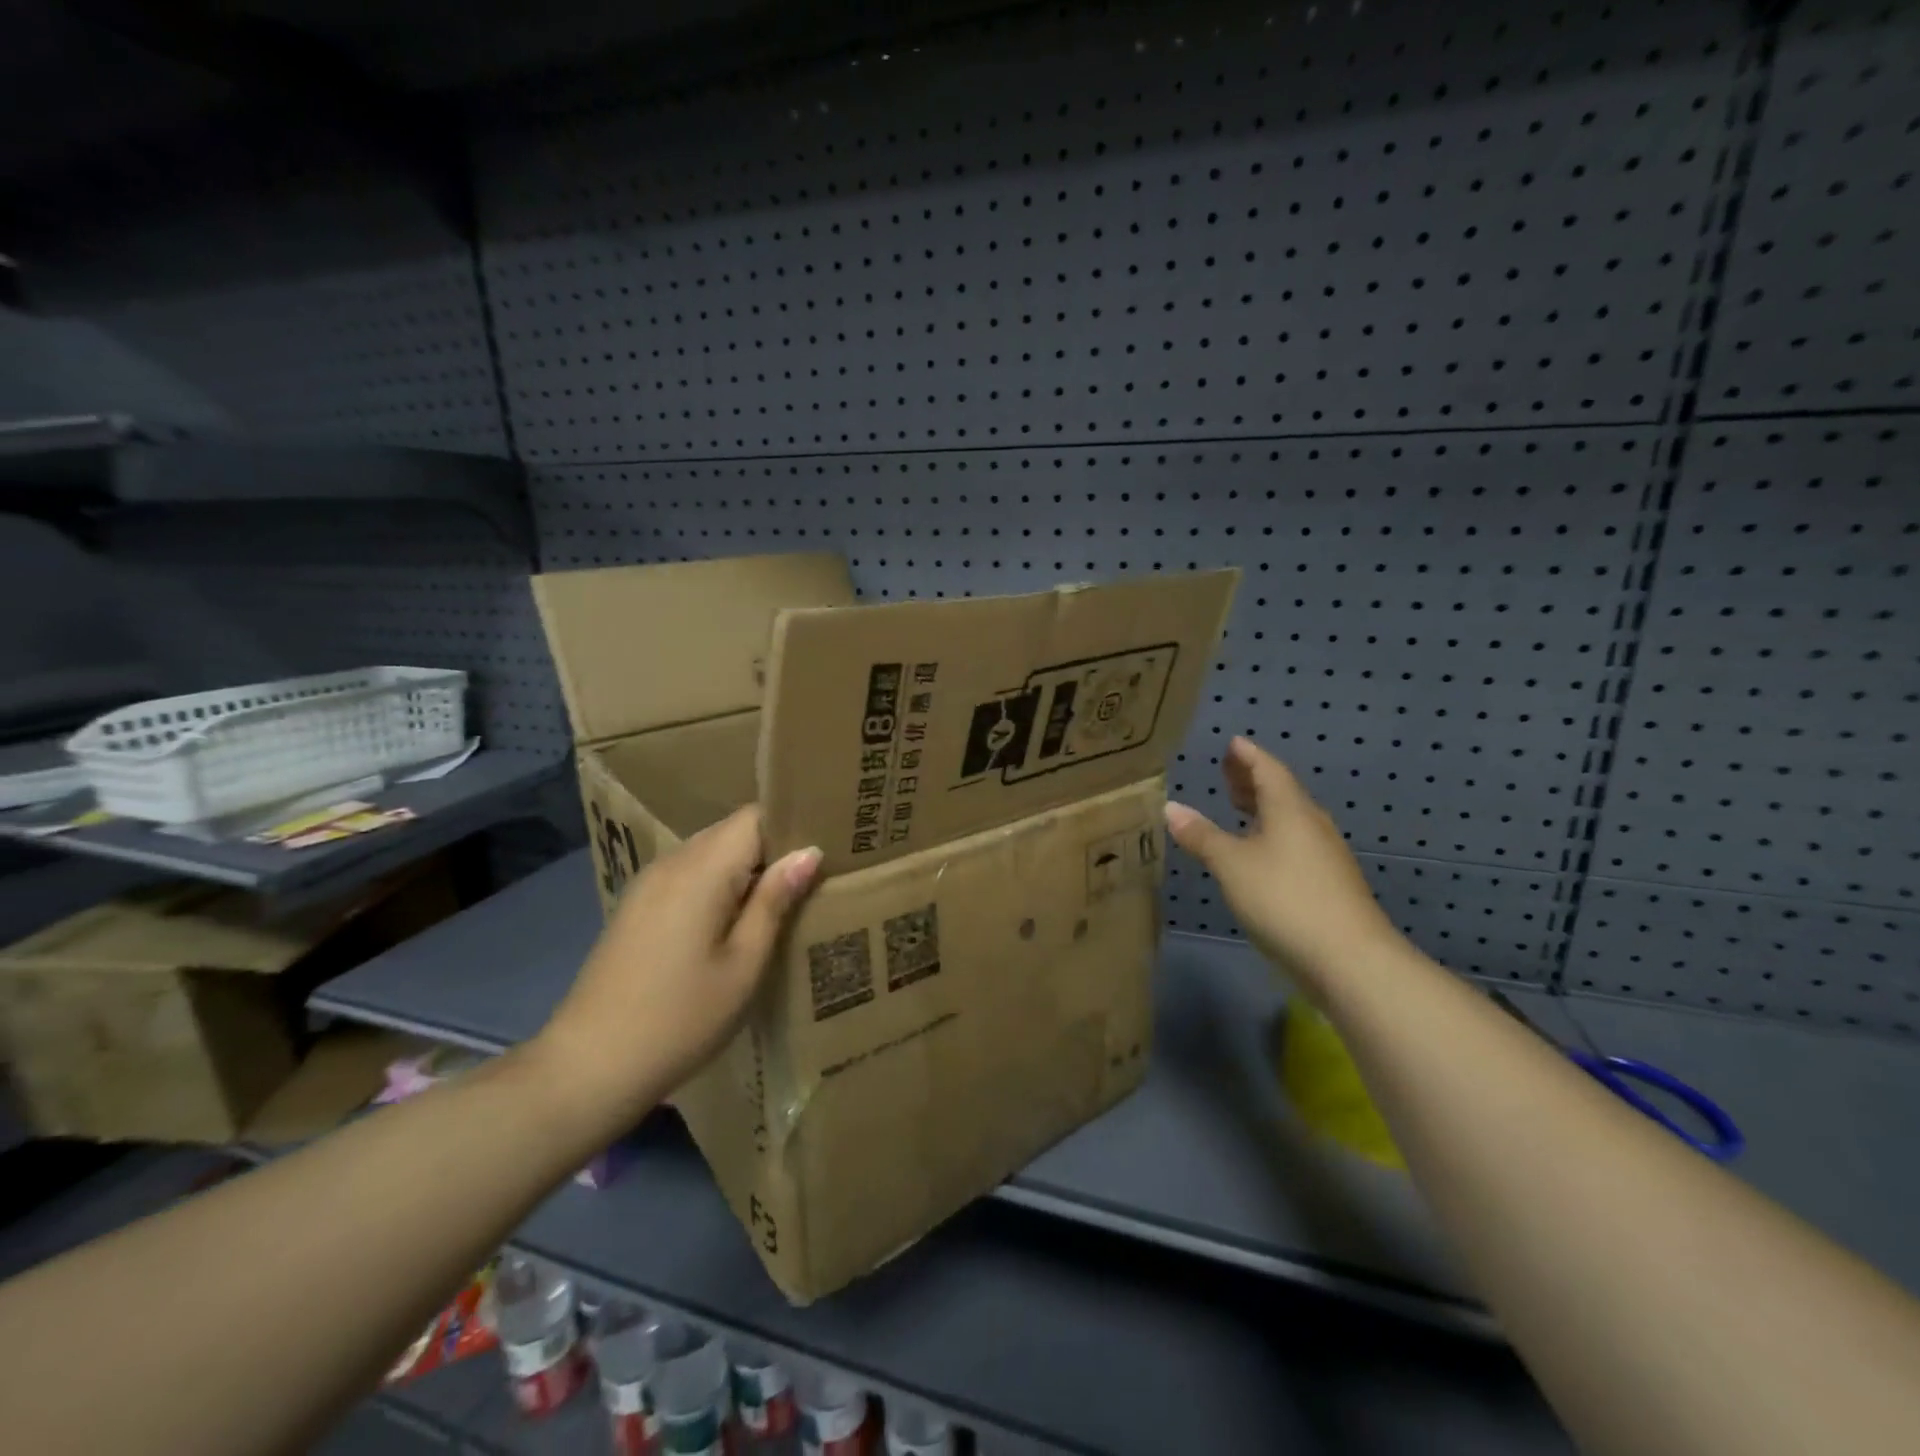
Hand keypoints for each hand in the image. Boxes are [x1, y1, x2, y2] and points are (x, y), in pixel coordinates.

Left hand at [533, 807, 821, 1129]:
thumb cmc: (680, 1019)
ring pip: (710, 852)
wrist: (588, 1067)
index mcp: (701, 870)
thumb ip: (775, 901)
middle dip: (773, 846)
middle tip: (813, 876)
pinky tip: (733, 921)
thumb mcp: (743, 964)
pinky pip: (689, 873)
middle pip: (732, 830)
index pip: (754, 816)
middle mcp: (672, 862)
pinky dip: (718, 883)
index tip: (825, 848)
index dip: (791, 825)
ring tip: (781, 899)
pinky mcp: (637, 905)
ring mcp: (648, 882)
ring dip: (746, 867)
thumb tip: (809, 852)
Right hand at [1164, 737, 1403, 994]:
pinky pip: (1295, 843)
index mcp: (1290, 809)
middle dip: (1252, 779)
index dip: (1248, 756)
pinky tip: (1258, 851)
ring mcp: (1324, 855)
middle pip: (1281, 791)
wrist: (1349, 958)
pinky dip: (1271, 834)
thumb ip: (1201, 835)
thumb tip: (1171, 807)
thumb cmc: (1284, 898)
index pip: (1268, 770)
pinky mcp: (1328, 883)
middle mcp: (1311, 824)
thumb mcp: (1231, 865)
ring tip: (1238, 805)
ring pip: (1289, 819)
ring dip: (1262, 807)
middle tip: (1227, 770)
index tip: (1232, 743)